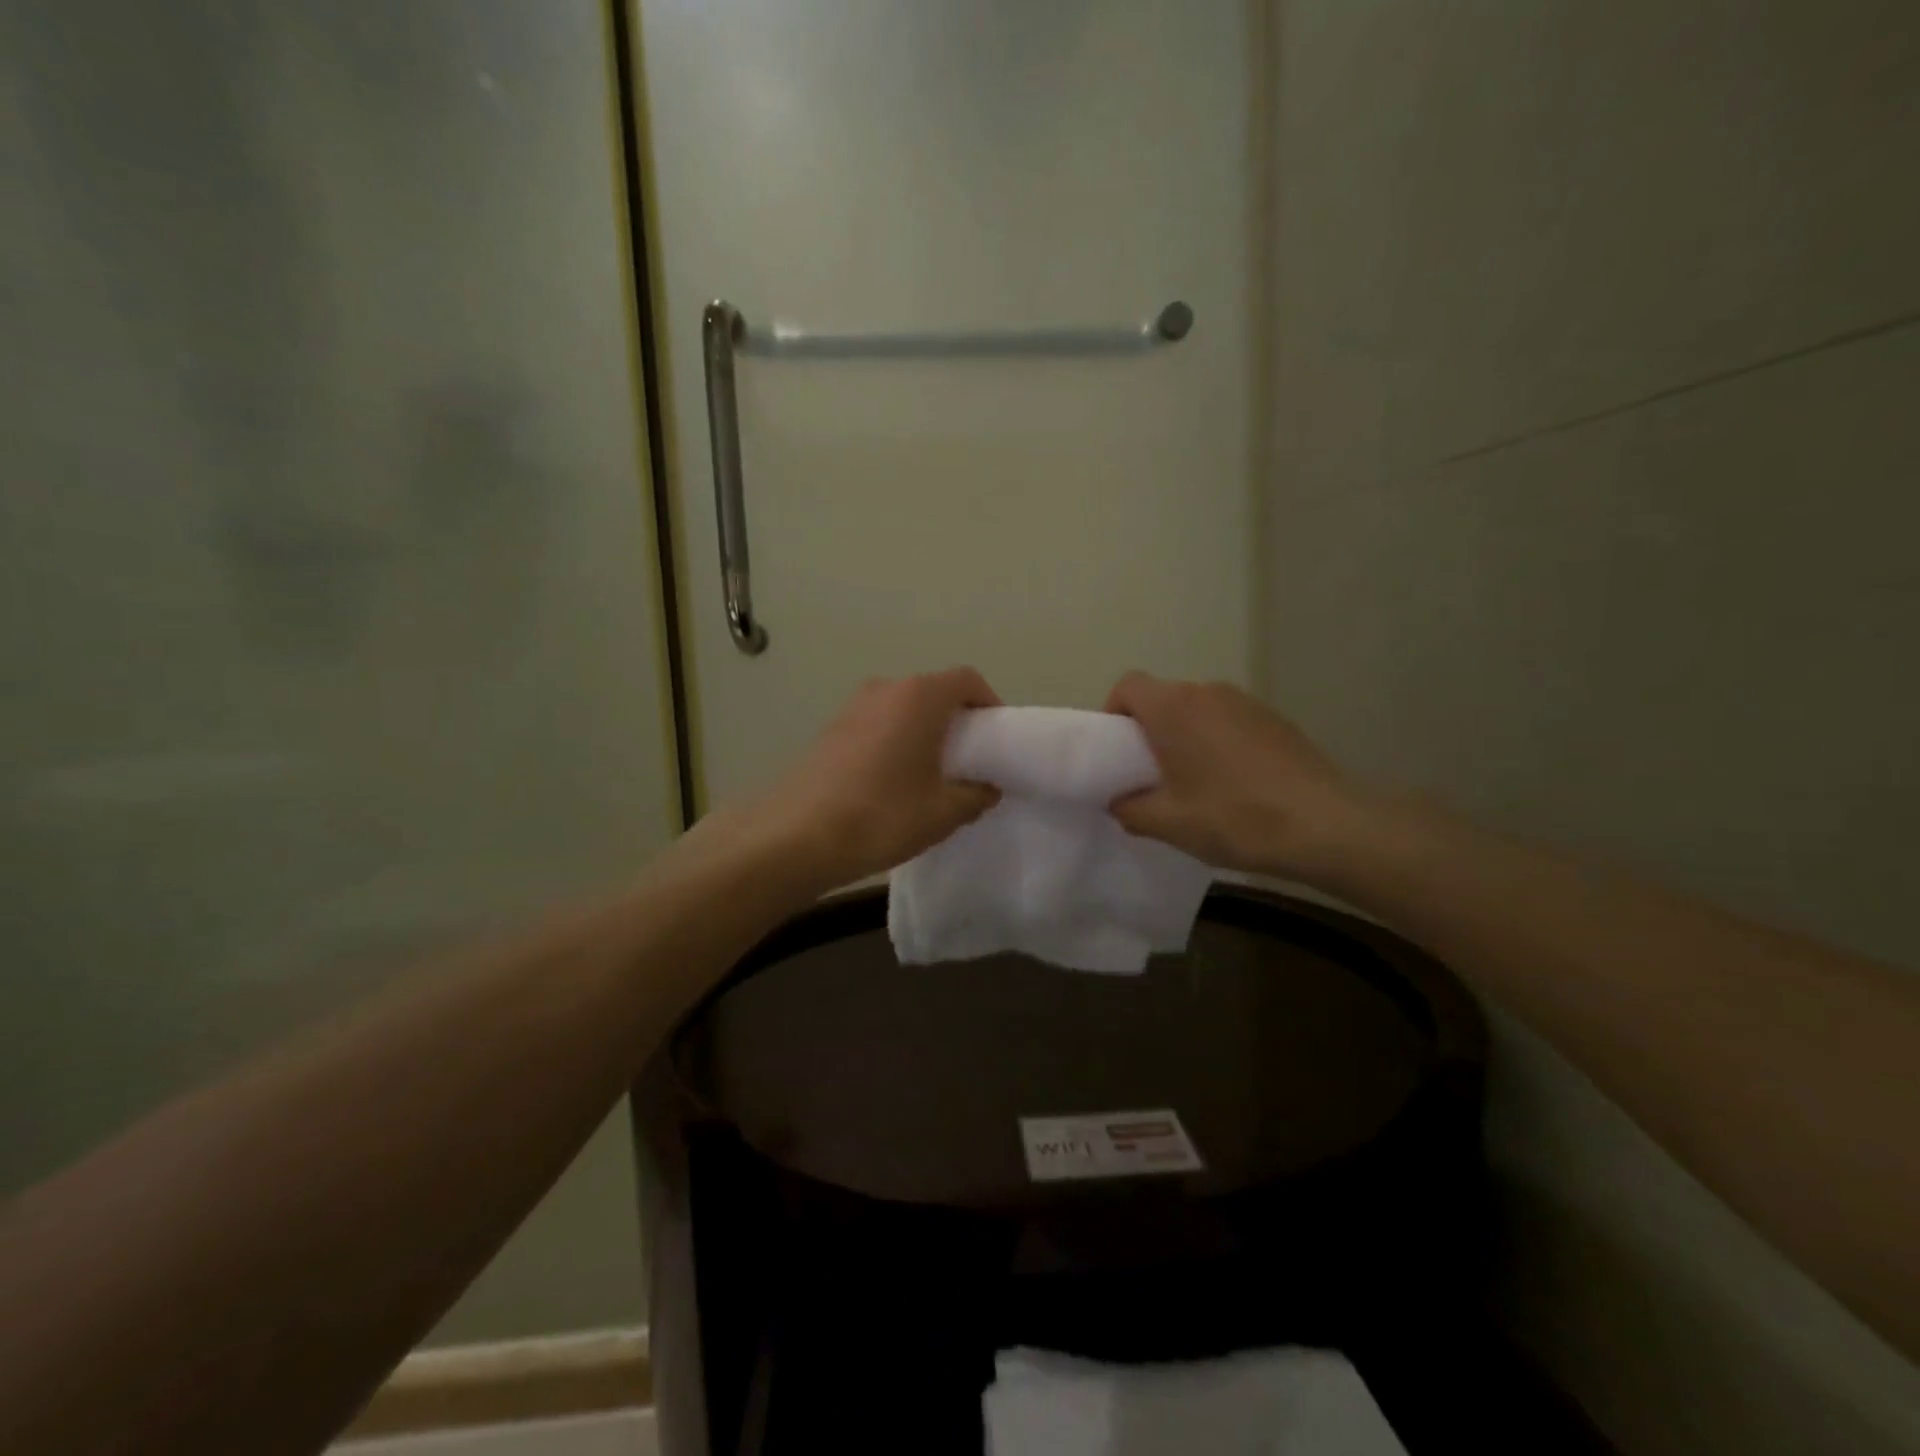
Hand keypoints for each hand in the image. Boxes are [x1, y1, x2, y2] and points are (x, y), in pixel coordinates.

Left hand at [755, 667, 1002, 890]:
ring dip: (923, 732)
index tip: (997, 739)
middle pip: (934, 691)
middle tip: (970, 760)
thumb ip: (976, 794)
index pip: (967, 680)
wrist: (797, 837)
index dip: (989, 704)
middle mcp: (885, 689)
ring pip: (903, 709)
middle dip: (957, 720)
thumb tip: (987, 788)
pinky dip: (895, 742)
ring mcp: (852, 707)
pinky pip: (877, 725)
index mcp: (919, 697)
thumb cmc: (882, 816)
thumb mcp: (944, 812)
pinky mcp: (831, 730)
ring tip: (932, 775)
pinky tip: (893, 782)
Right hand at [1104, 672, 1370, 882]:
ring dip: (1186, 735)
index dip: (1114, 713)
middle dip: (1150, 729)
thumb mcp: (1168, 823)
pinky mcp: (1275, 718)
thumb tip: (1119, 801)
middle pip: (1163, 697)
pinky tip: (1235, 782)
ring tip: (1195, 781)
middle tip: (1152, 773)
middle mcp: (1207, 692)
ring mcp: (1246, 702)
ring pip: (1198, 709)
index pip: (1127, 686)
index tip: (1118, 751)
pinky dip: (1219, 741)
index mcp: (1173, 708)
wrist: (1325, 825)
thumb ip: (1130, 809)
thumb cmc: (1233, 817)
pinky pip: (1229, 720)